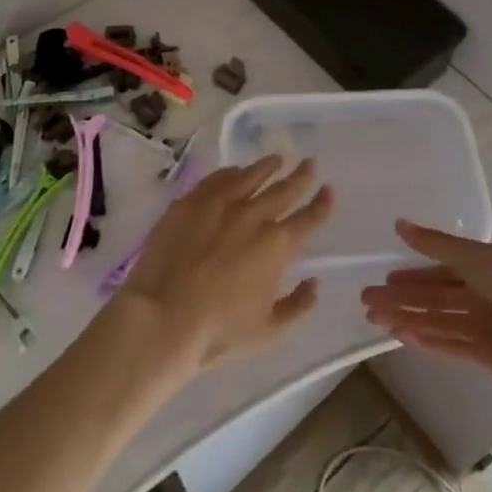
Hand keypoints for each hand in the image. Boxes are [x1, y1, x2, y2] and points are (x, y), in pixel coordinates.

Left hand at [114, 156, 332, 374]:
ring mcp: (220, 204)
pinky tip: (234, 171)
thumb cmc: (219, 332)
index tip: (329, 191)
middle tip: (309, 163)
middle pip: (284, 190)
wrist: (162, 319)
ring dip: (266, 167)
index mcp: (278, 245)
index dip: (322, 204)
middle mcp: (254, 216)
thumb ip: (298, 305)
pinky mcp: (189, 203)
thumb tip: (313, 283)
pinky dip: (230, 173)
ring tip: (276, 159)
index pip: (309, 218)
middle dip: (300, 176)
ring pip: (250, 176)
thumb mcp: (270, 331)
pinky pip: (216, 180)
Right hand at [360, 221, 491, 383]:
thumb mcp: (475, 256)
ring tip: (376, 319)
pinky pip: (450, 347)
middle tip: (367, 300)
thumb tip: (399, 224)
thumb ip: (436, 244)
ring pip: (437, 323)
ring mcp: (483, 328)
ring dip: (407, 320)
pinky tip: (402, 337)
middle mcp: (481, 297)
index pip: (439, 272)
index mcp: (482, 268)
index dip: (412, 275)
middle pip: (433, 299)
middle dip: (402, 299)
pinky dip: (426, 342)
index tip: (384, 278)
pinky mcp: (487, 357)